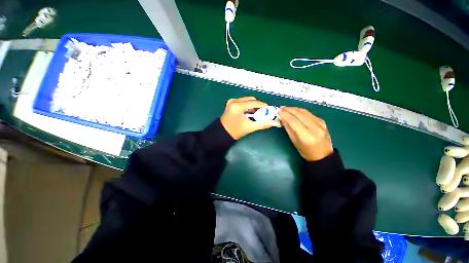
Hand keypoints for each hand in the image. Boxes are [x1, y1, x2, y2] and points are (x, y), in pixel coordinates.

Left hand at [220, 97, 274, 139]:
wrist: (222, 133)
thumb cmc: (235, 131)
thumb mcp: (249, 128)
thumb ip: (262, 124)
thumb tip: (273, 122)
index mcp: (237, 106)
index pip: (254, 102)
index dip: (263, 105)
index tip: (269, 109)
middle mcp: (234, 101)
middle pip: (251, 99)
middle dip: (258, 105)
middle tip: (263, 112)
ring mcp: (231, 101)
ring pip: (247, 100)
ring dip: (253, 105)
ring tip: (256, 113)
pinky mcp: (230, 103)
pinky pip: (242, 102)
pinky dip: (248, 106)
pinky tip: (250, 112)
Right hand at [279, 107, 332, 160]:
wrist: (323, 154)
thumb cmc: (305, 151)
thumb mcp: (294, 140)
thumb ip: (288, 127)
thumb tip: (281, 117)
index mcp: (306, 135)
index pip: (293, 121)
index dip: (285, 114)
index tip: (278, 111)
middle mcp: (314, 127)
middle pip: (299, 114)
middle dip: (288, 109)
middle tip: (281, 108)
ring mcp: (320, 123)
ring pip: (304, 111)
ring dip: (294, 108)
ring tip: (286, 108)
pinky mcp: (322, 121)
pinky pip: (309, 113)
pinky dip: (300, 111)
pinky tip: (295, 111)